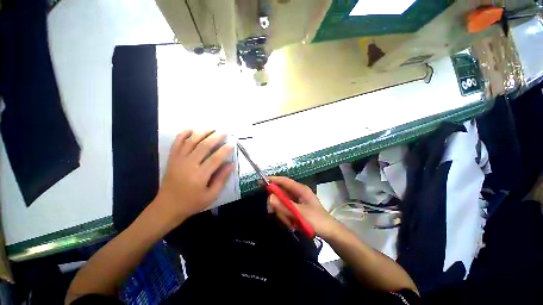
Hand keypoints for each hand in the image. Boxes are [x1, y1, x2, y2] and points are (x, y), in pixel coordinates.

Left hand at [152, 130, 233, 226]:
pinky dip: (183, 134)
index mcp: (200, 176)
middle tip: (224, 132)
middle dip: (215, 137)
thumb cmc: (191, 203)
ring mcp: (178, 160)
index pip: (215, 158)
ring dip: (202, 132)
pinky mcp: (172, 159)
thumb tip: (231, 164)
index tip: (232, 143)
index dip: (225, 150)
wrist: (167, 207)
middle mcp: (188, 165)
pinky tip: (191, 130)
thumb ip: (222, 179)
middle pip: (204, 146)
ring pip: (191, 141)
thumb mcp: (211, 195)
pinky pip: (177, 143)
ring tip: (211, 128)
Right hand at [266, 176, 337, 237]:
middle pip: (280, 193)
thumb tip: (270, 198)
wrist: (329, 232)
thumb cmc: (317, 220)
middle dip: (276, 203)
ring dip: (281, 212)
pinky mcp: (296, 208)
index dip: (273, 180)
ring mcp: (296, 201)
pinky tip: (291, 224)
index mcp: (300, 189)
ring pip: (281, 203)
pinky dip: (285, 216)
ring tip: (289, 222)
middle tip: (272, 212)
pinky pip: (285, 209)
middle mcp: (297, 193)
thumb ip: (284, 206)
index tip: (261, 181)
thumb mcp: (300, 213)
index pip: (284, 181)